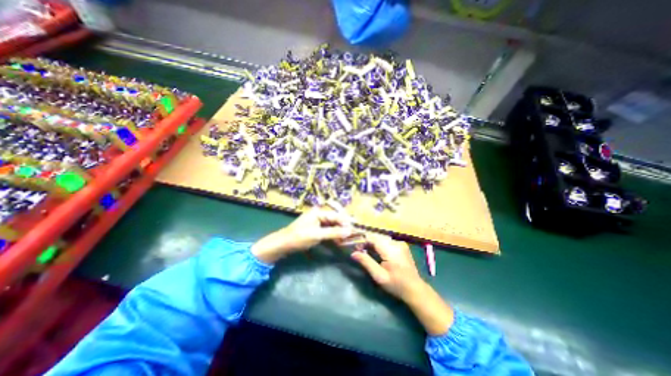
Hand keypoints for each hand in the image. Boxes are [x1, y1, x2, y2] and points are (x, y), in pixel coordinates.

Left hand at [253, 209, 356, 264]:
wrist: (283, 244)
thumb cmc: (299, 237)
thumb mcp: (317, 235)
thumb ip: (334, 232)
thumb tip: (349, 231)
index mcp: (318, 212)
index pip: (336, 216)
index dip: (346, 222)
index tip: (355, 229)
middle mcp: (319, 215)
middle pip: (335, 220)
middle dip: (343, 227)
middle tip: (352, 235)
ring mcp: (317, 222)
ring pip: (332, 225)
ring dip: (339, 232)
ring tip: (347, 239)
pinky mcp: (315, 229)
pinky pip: (327, 230)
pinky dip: (333, 235)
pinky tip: (339, 241)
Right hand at [351, 233, 423, 300]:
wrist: (415, 289)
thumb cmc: (396, 285)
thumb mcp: (379, 276)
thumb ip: (366, 262)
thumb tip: (353, 253)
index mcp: (391, 250)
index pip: (373, 238)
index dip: (363, 240)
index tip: (355, 247)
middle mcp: (396, 243)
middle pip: (377, 237)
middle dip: (367, 242)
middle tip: (359, 250)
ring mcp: (400, 243)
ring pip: (381, 238)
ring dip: (373, 243)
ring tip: (366, 251)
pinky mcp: (402, 246)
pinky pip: (387, 241)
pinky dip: (380, 244)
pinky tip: (377, 253)